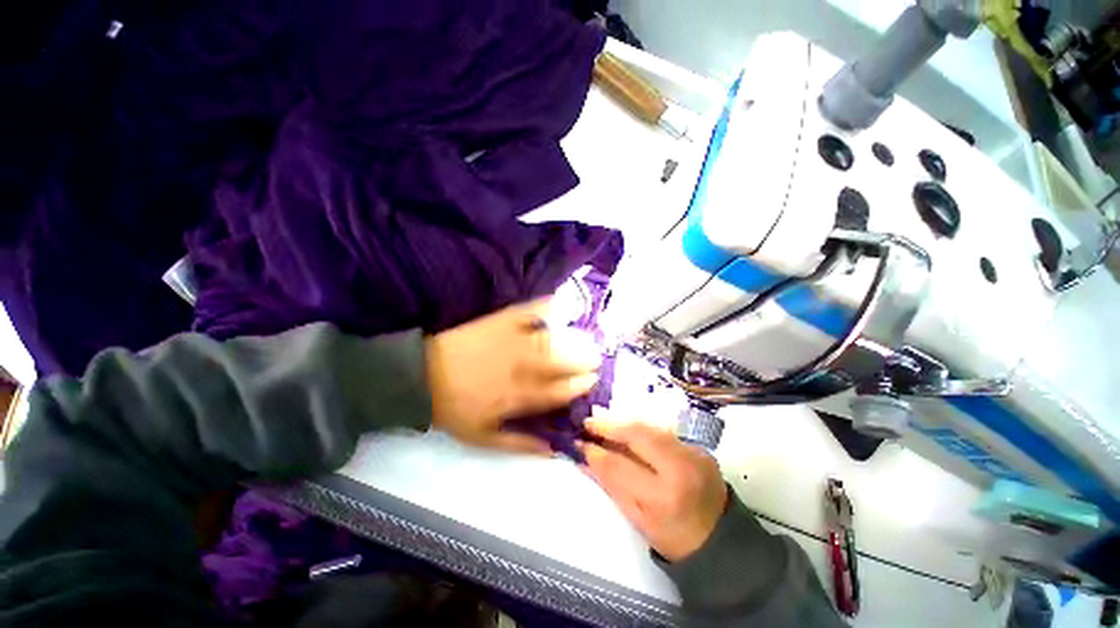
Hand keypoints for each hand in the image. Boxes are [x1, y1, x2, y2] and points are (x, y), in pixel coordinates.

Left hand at [425, 299, 600, 453]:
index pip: (557, 392)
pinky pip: (526, 312)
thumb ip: (520, 443)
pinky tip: (556, 303)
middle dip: (583, 360)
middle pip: (560, 363)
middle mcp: (521, 367)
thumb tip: (552, 451)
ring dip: (572, 338)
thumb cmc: (454, 408)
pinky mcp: (500, 322)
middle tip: (597, 357)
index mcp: (518, 396)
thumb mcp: (483, 438)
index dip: (578, 386)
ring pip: (550, 340)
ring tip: (586, 336)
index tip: (592, 380)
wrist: (422, 376)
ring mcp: (511, 341)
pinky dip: (543, 306)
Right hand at [580, 419, 727, 561]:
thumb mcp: (639, 520)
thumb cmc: (675, 539)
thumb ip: (611, 486)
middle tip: (588, 421)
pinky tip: (628, 429)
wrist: (723, 540)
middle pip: (637, 435)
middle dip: (609, 425)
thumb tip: (585, 459)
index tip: (579, 442)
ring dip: (623, 422)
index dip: (596, 452)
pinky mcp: (699, 447)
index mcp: (662, 496)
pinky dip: (641, 428)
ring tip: (604, 421)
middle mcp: (679, 468)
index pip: (619, 466)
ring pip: (650, 427)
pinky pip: (663, 431)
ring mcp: (693, 453)